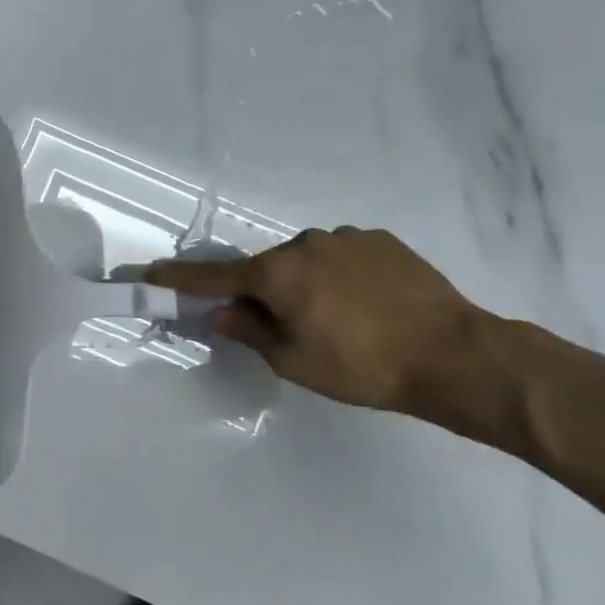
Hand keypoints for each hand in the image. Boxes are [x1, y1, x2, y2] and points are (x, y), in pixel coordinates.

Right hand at [145, 228, 486, 414]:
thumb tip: (218, 312)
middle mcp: (305, 244)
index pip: (215, 277)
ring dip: (306, 284)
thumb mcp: (293, 360)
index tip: (151, 274)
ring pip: (306, 261)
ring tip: (340, 321)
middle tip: (288, 330)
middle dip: (265, 293)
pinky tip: (366, 305)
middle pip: (267, 268)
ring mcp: (346, 237)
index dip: (180, 280)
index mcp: (277, 273)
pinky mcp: (381, 240)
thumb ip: (248, 331)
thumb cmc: (361, 366)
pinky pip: (342, 256)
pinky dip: (339, 276)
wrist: (454, 354)